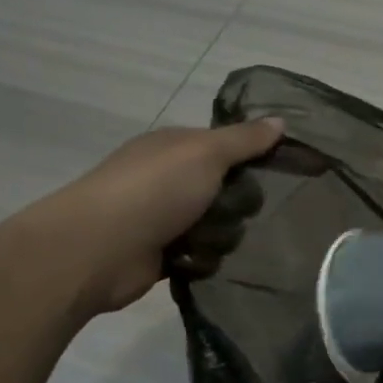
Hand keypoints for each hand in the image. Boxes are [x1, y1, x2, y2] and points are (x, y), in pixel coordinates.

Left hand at [31, 118, 283, 313]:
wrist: (101, 248)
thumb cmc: (155, 189)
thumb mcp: (206, 153)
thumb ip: (245, 139)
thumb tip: (281, 120)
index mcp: (175, 148)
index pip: (226, 147)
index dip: (251, 157)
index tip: (277, 171)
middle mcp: (168, 179)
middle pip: (226, 190)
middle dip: (239, 204)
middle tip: (241, 211)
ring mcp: (163, 218)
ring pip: (218, 226)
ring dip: (222, 236)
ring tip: (213, 241)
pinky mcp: (163, 255)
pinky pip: (203, 256)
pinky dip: (204, 260)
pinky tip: (201, 261)